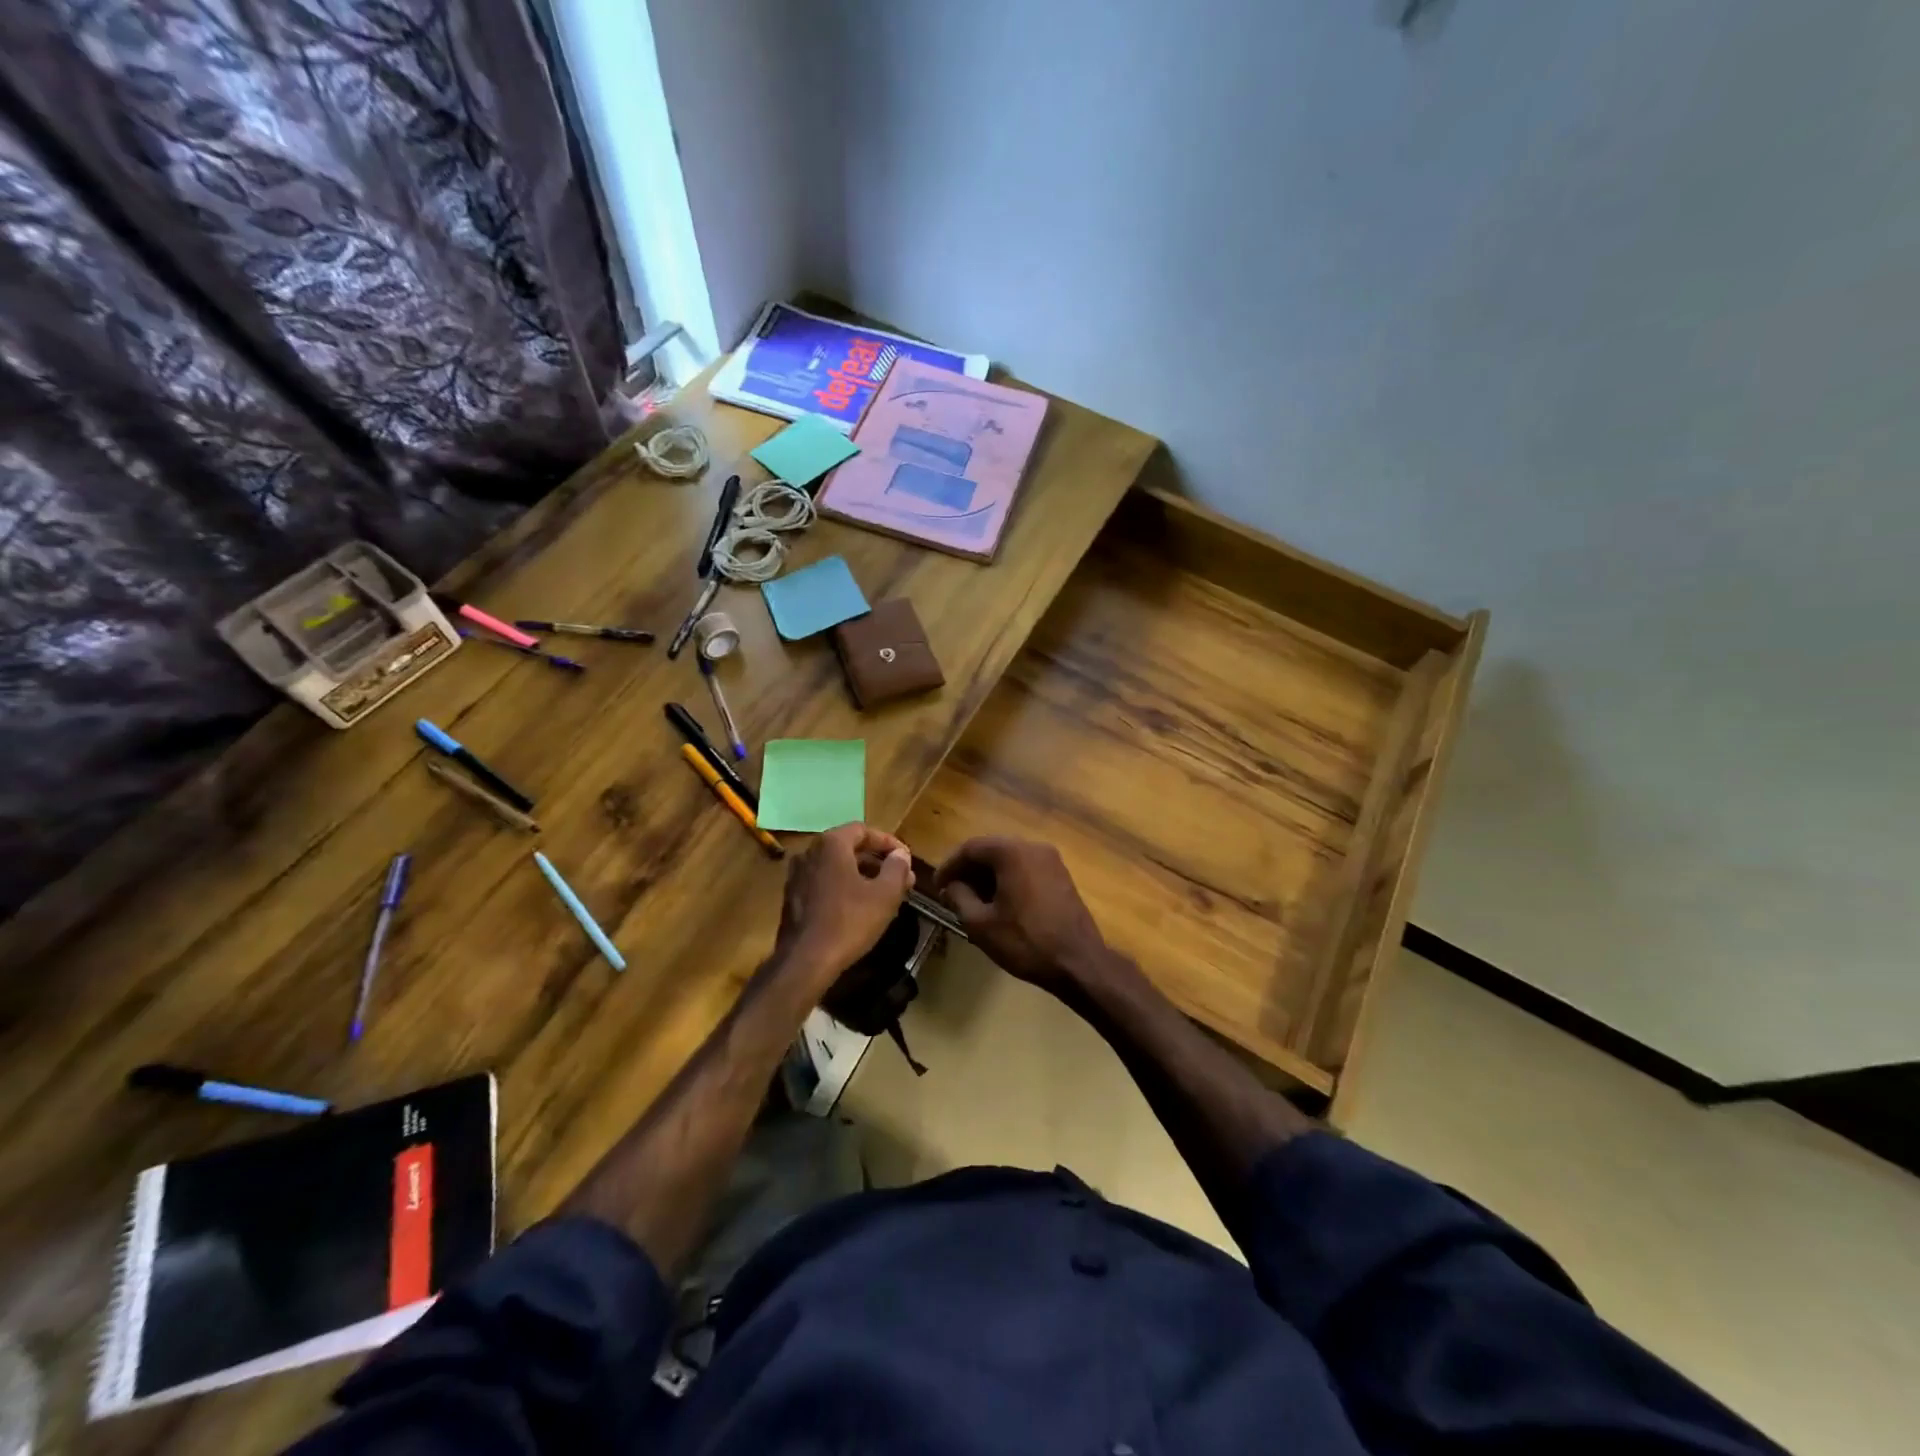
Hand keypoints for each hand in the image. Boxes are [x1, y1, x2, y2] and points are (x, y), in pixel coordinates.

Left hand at [774, 823, 913, 986]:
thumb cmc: (848, 922)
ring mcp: (797, 875)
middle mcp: (809, 853)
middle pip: (849, 847)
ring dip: (862, 875)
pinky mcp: (791, 898)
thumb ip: (897, 869)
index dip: (888, 842)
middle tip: (900, 878)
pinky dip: (843, 887)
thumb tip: (900, 855)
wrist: (804, 961)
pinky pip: (823, 882)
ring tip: (884, 893)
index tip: (905, 859)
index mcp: (831, 844)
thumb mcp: (884, 895)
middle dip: (877, 861)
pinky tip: (859, 907)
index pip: (863, 830)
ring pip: (836, 866)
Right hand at [932, 837, 1110, 992]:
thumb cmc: (1025, 941)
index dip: (949, 866)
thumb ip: (959, 898)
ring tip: (972, 900)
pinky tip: (999, 902)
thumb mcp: (981, 924)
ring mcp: (1052, 860)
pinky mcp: (1061, 876)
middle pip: (992, 850)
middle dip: (969, 870)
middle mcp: (1033, 847)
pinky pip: (1026, 869)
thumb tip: (950, 886)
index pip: (971, 848)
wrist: (1079, 962)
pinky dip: (1008, 879)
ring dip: (988, 875)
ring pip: (1010, 859)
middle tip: (951, 892)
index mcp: (1012, 853)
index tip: (936, 886)